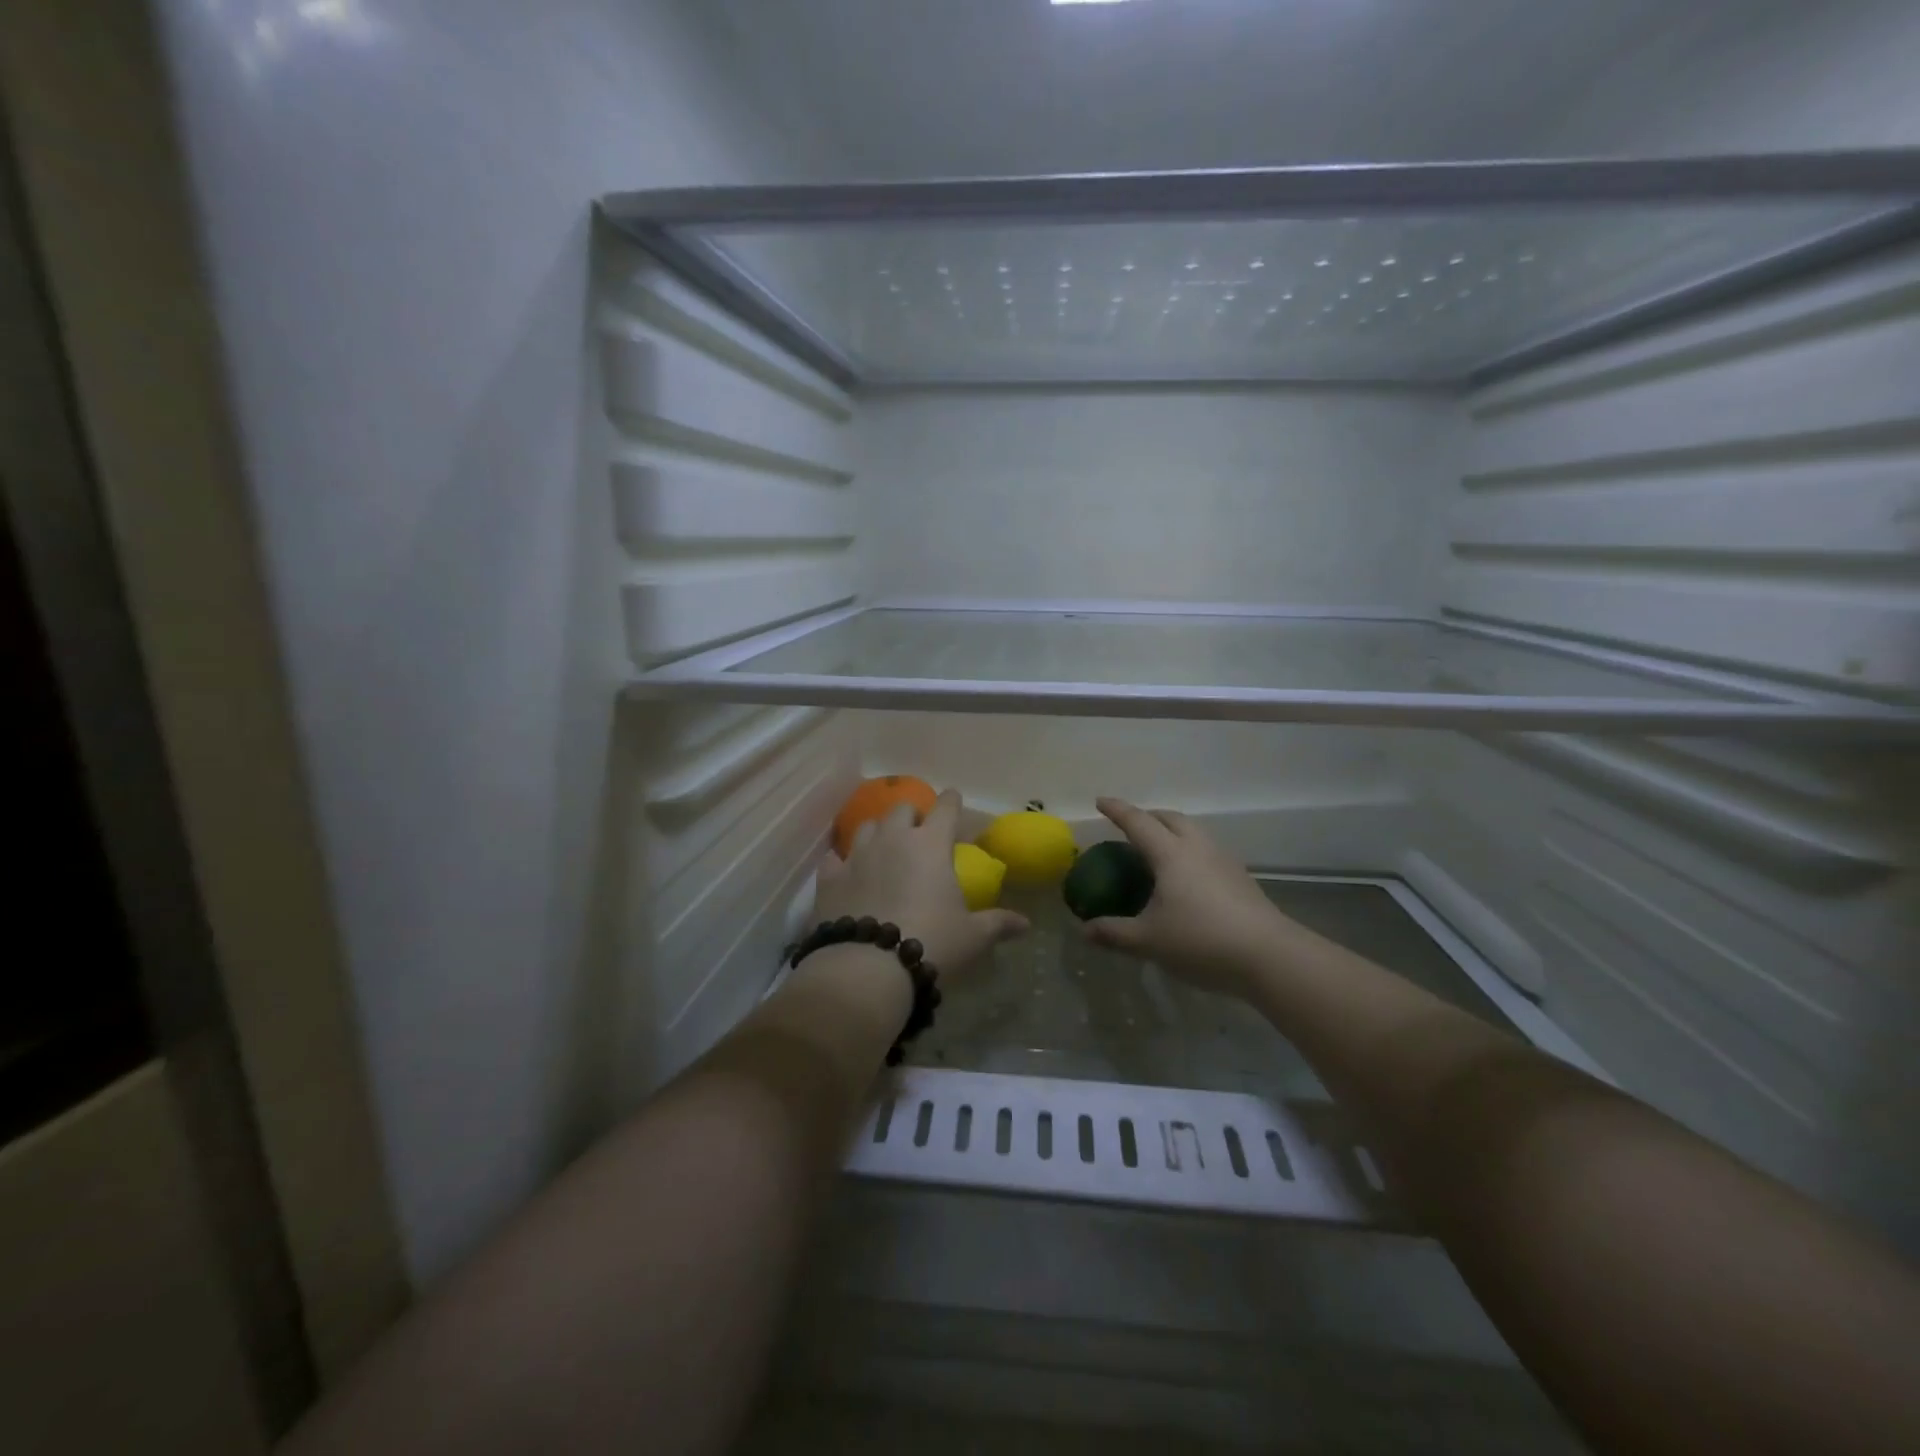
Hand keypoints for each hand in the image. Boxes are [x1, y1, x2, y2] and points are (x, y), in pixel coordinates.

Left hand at [815, 789, 1028, 978]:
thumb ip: (998, 924)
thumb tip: (1026, 924)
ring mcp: (857, 855)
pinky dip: (843, 861)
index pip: (945, 808)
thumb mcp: (972, 937)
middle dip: (913, 815)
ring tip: (884, 848)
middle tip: (920, 832)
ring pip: (867, 826)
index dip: (951, 801)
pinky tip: (845, 870)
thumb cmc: (932, 943)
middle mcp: (893, 839)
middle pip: (902, 809)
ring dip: (879, 832)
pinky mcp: (829, 878)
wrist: (867, 968)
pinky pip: (835, 858)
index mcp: (931, 844)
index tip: (953, 799)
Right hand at [1081, 797, 1293, 999]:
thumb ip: (1114, 933)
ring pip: (1193, 831)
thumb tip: (1085, 930)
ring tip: (1157, 851)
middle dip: (1147, 816)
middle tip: (1130, 826)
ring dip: (1171, 831)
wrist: (1270, 956)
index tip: (1100, 801)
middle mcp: (1197, 847)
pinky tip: (1186, 878)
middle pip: (1170, 818)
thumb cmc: (1201, 940)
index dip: (1117, 810)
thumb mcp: (1149, 941)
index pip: (1138, 822)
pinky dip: (1189, 851)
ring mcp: (1223, 860)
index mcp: (1170, 854)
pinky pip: (1207, 850)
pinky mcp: (1240, 878)